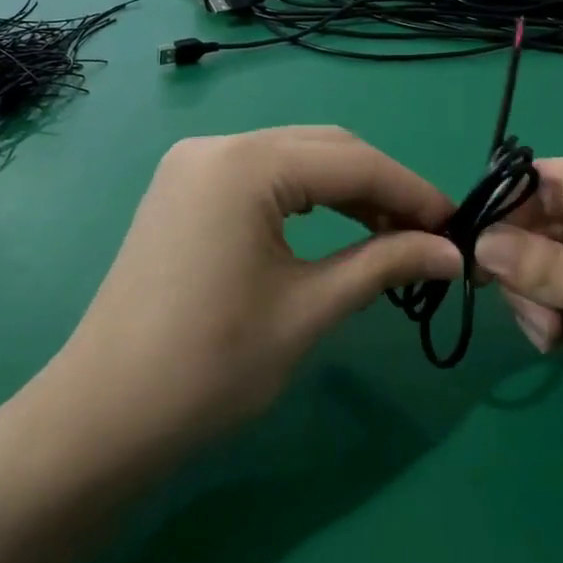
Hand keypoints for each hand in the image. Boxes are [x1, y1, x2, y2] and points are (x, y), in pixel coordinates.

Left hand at [56, 127, 461, 451]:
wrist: (105, 416)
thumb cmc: (211, 366)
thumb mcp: (309, 309)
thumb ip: (384, 264)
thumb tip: (454, 253)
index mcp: (245, 164)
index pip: (353, 162)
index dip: (413, 192)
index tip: (457, 227)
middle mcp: (217, 145)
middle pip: (324, 149)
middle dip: (382, 187)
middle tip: (427, 235)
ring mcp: (193, 165)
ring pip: (294, 158)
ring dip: (347, 190)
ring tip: (392, 235)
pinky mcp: (184, 189)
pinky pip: (262, 177)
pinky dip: (306, 198)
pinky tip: (336, 228)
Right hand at [474, 159, 562, 418]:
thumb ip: (553, 270)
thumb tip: (479, 244)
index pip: (542, 181)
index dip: (503, 213)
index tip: (471, 261)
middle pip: (545, 226)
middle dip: (527, 273)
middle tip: (539, 325)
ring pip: (557, 266)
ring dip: (545, 302)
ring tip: (561, 342)